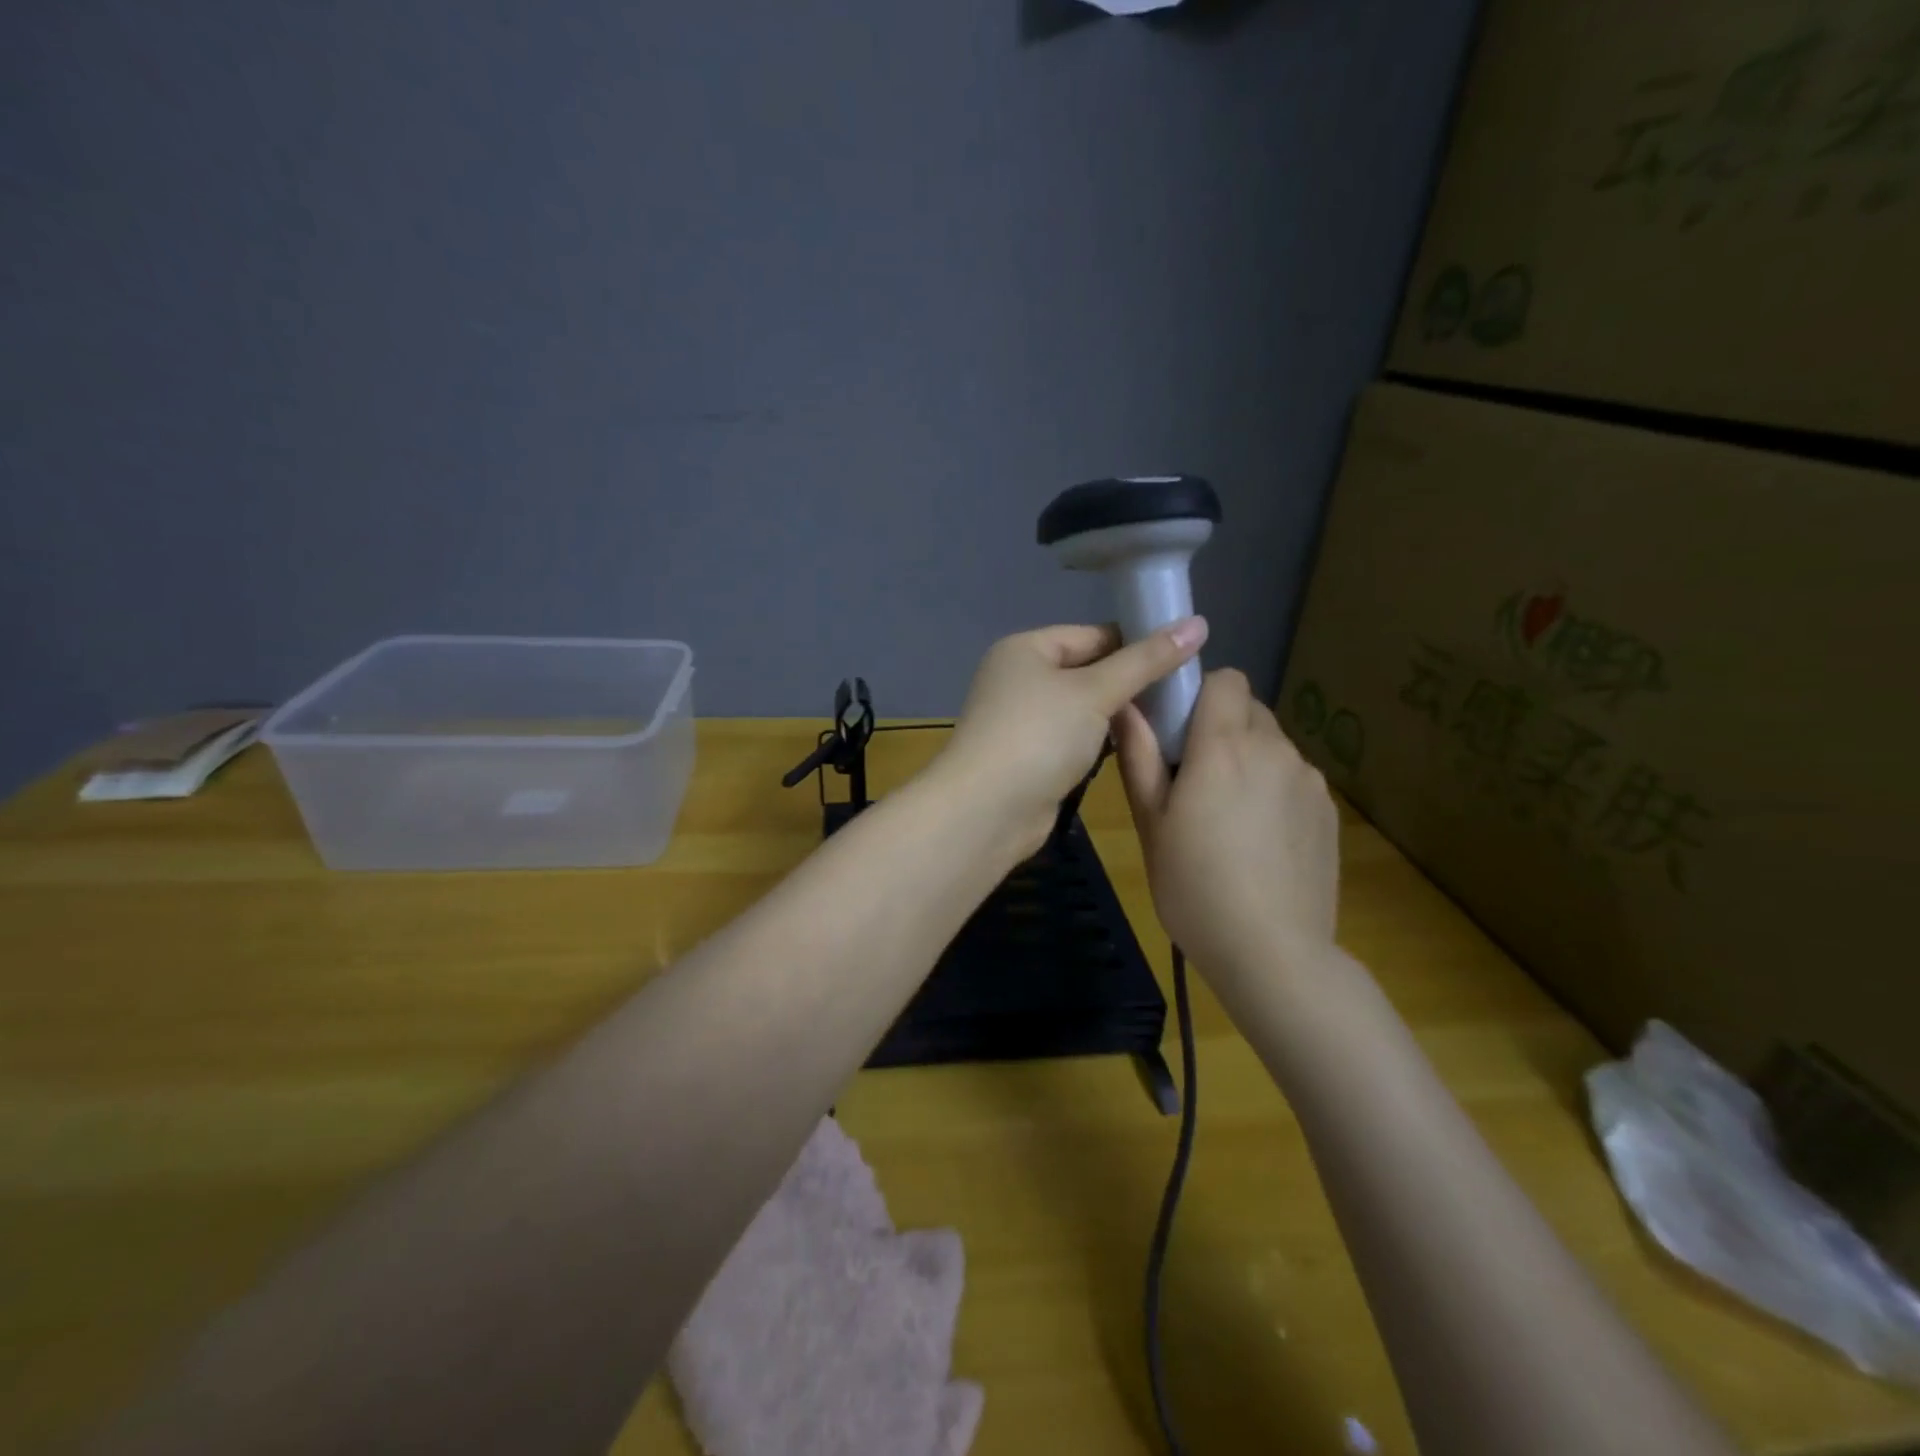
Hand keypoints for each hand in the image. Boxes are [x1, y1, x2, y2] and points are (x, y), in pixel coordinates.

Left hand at [930, 618, 1208, 858]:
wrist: (987, 811)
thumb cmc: (1039, 736)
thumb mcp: (1096, 691)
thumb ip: (1146, 660)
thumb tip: (1198, 622)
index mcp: (1026, 649)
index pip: (1093, 634)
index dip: (1138, 643)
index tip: (1187, 657)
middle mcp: (1020, 678)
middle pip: (1088, 670)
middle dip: (1131, 681)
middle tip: (1186, 691)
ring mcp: (1023, 720)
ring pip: (1083, 707)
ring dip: (1119, 713)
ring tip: (1172, 717)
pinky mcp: (1031, 756)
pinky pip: (1074, 737)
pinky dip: (1101, 740)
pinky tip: (1137, 746)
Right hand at [1112, 667, 1338, 973]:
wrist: (1272, 952)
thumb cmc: (1194, 886)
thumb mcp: (1150, 823)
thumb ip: (1139, 756)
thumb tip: (1126, 704)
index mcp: (1225, 746)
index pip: (1226, 679)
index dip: (1201, 694)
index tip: (1179, 730)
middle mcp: (1275, 749)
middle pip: (1250, 709)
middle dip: (1222, 728)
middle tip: (1196, 779)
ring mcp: (1309, 780)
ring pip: (1273, 745)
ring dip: (1250, 760)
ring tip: (1230, 818)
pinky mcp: (1330, 811)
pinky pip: (1294, 778)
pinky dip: (1274, 790)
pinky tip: (1261, 841)